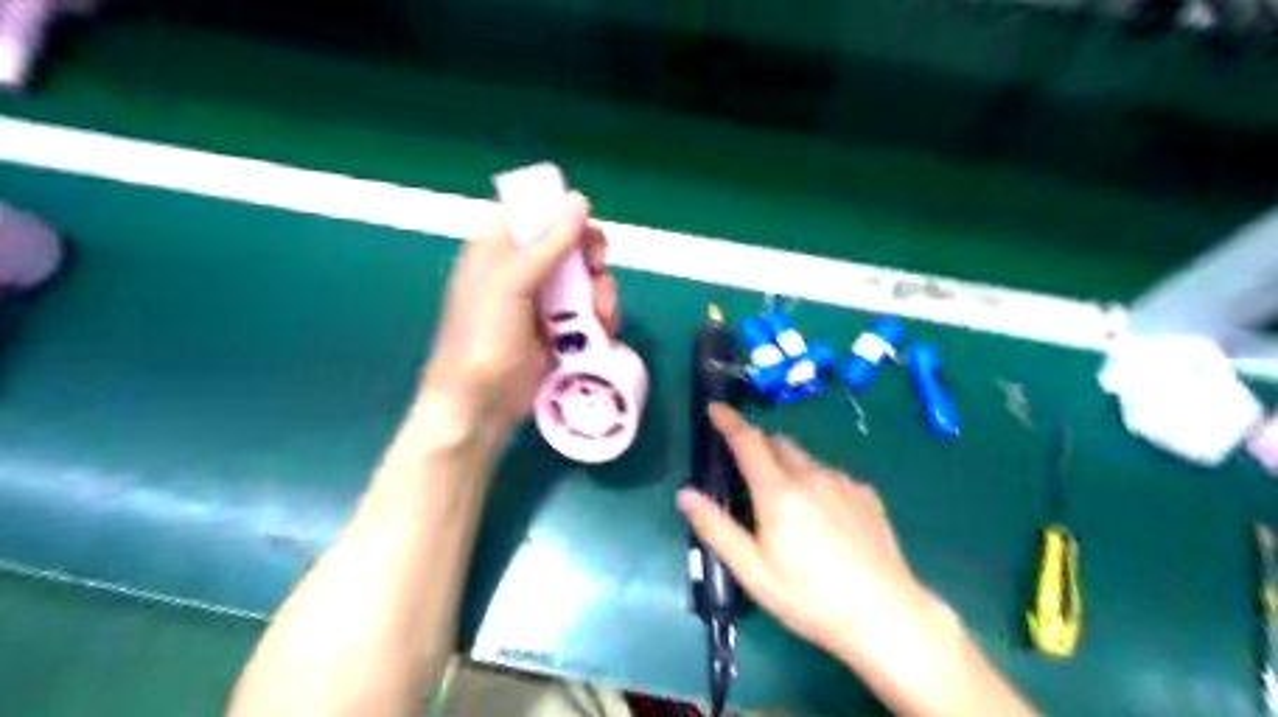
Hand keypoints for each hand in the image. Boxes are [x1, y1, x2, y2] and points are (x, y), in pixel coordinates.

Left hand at [423, 192, 616, 435]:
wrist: (481, 404)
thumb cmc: (484, 338)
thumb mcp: (512, 284)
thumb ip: (547, 243)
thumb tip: (579, 200)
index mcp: (498, 249)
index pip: (531, 212)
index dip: (559, 213)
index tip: (582, 227)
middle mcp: (521, 270)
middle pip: (567, 244)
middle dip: (589, 255)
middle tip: (595, 269)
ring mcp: (541, 302)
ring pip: (584, 279)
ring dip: (600, 291)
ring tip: (600, 314)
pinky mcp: (559, 329)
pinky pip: (588, 311)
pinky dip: (599, 317)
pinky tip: (602, 330)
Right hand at [677, 407, 935, 662]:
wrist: (885, 615)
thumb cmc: (810, 598)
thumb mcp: (753, 571)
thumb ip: (716, 528)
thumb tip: (685, 494)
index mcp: (779, 492)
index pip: (748, 441)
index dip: (729, 421)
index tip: (715, 408)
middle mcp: (811, 476)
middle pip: (777, 443)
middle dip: (758, 445)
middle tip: (748, 470)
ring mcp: (843, 482)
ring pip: (805, 458)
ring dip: (787, 464)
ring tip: (787, 502)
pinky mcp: (866, 494)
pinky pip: (830, 474)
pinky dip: (816, 481)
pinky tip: (823, 516)